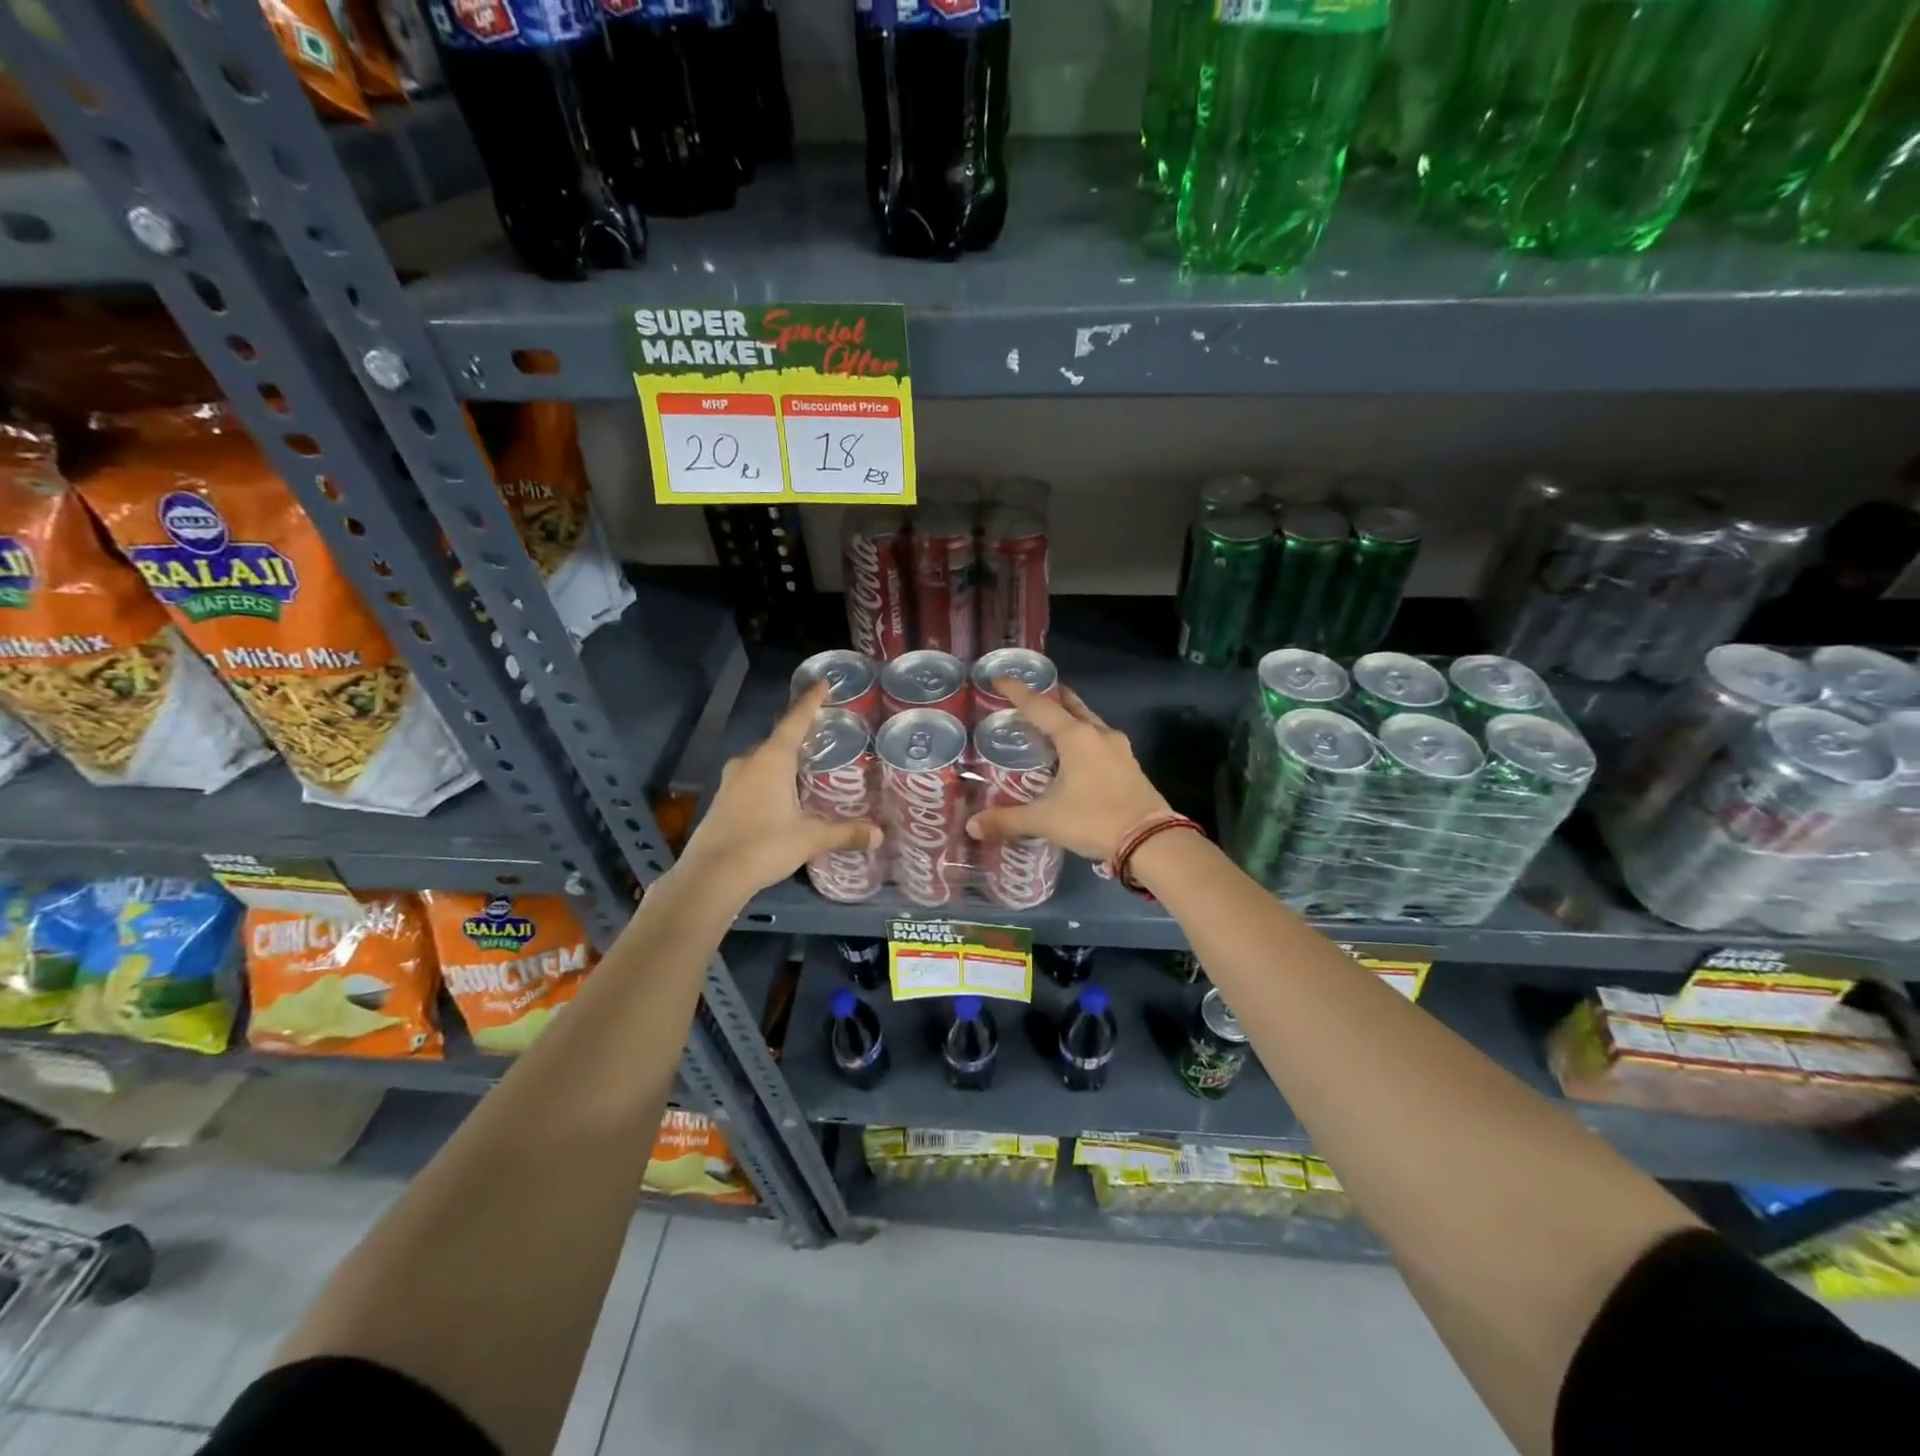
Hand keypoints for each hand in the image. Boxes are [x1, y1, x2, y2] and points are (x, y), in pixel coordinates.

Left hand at [677, 682, 881, 901]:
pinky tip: (782, 794)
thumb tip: (880, 834)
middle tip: (824, 735)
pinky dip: (769, 777)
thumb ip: (845, 832)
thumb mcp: (810, 838)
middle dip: (799, 734)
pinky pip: (752, 777)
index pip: (795, 720)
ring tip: (806, 765)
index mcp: (772, 759)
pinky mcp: (723, 799)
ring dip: (782, 759)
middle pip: (778, 739)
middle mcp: (749, 762)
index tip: (823, 683)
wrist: (710, 876)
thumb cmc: (763, 845)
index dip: (810, 701)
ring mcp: (731, 780)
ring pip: (762, 759)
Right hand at [965, 679, 1172, 861]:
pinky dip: (1083, 738)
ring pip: (1089, 722)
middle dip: (1050, 698)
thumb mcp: (1046, 820)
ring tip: (1051, 724)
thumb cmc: (1094, 819)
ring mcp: (1119, 749)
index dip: (1017, 692)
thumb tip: (972, 826)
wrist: (1151, 841)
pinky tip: (1076, 754)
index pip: (1039, 706)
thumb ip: (1007, 820)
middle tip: (1030, 696)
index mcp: (1076, 737)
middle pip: (1070, 706)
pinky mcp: (1130, 765)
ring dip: (1070, 717)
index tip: (999, 679)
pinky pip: (1100, 740)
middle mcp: (1098, 734)